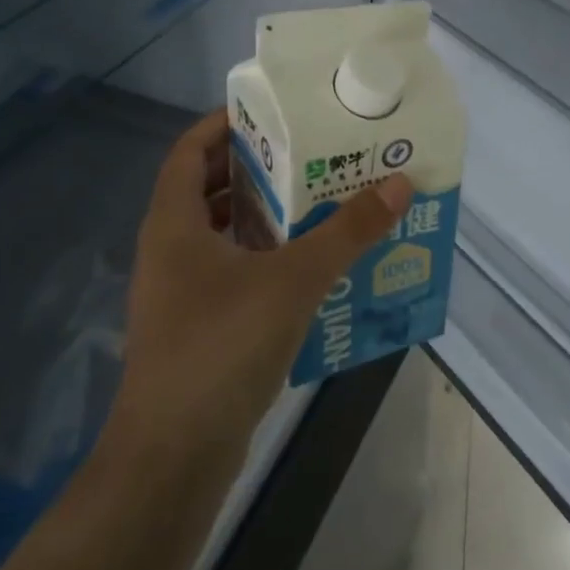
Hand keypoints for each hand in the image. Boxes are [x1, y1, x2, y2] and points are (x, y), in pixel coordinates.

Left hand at [117, 110, 412, 459]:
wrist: (174, 457)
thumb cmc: (222, 348)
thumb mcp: (293, 281)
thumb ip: (347, 233)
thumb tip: (399, 184)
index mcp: (173, 224)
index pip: (189, 149)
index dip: (225, 123)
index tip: (274, 112)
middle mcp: (170, 250)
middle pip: (208, 189)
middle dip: (257, 168)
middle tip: (311, 155)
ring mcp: (179, 293)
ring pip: (222, 235)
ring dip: (265, 216)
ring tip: (319, 204)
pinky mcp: (197, 328)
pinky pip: (233, 274)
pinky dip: (265, 260)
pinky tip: (310, 269)